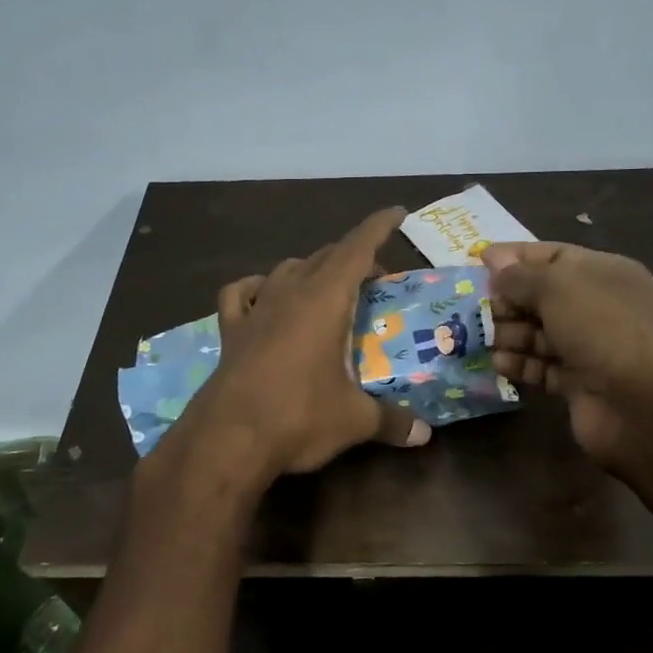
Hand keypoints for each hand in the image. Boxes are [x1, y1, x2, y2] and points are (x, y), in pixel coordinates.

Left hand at [169, 208, 430, 477]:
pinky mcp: (230, 330)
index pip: (357, 248)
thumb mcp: (354, 421)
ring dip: (312, 269)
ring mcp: (256, 309)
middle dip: (354, 257)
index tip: (397, 213)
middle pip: (325, 256)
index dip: (379, 227)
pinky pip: (242, 293)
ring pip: (287, 269)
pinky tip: (264, 297)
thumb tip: (424, 435)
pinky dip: (258, 287)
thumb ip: (392, 421)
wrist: (228, 440)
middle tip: (376, 278)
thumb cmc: (299, 417)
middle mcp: (290, 293)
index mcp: (325, 300)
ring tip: (329, 289)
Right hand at [481, 242, 652, 470]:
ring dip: (508, 333)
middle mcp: (597, 306)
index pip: (552, 255)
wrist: (637, 401)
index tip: (479, 261)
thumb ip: (519, 276)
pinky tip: (497, 362)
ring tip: (480, 337)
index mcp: (603, 273)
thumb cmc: (598, 327)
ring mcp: (588, 346)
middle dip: (507, 300)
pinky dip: (519, 363)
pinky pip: (540, 366)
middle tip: (475, 308)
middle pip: (540, 296)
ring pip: (537, 333)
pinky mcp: (577, 382)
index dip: (515, 257)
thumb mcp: (556, 287)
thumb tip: (494, 262)